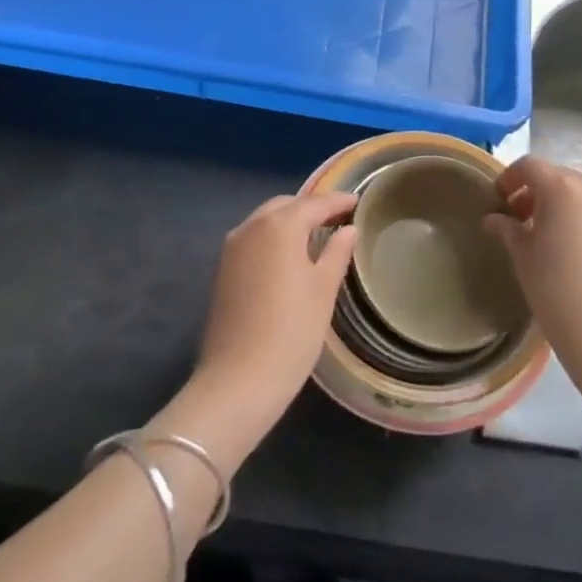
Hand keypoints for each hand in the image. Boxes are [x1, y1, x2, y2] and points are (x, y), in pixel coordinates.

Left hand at [170, 193, 358, 465]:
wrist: (238, 381)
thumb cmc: (292, 332)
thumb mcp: (323, 290)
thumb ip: (337, 253)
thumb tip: (348, 230)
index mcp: (279, 226)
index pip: (315, 203)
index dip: (338, 201)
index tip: (358, 201)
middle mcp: (251, 227)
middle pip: (286, 206)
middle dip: (311, 208)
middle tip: (338, 219)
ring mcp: (232, 248)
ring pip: (265, 221)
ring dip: (290, 222)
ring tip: (317, 235)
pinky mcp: (222, 270)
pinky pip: (253, 239)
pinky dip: (273, 238)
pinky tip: (289, 256)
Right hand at [485, 157, 581, 422]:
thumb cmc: (556, 290)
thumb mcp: (522, 256)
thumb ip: (507, 228)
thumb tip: (495, 219)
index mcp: (562, 188)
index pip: (529, 166)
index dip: (509, 178)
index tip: (498, 200)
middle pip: (558, 177)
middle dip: (535, 193)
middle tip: (520, 220)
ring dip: (561, 207)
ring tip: (548, 238)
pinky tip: (576, 253)